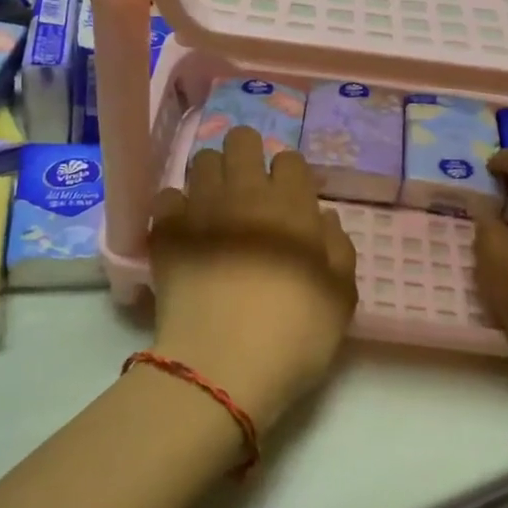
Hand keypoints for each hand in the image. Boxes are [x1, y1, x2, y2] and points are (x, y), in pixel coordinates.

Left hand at [148, 126, 358, 430]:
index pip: (290, 159)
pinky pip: (167, 196)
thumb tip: (324, 221)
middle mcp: (245, 193)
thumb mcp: (341, 298)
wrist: (223, 366)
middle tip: (250, 189)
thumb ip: (339, 250)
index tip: (290, 200)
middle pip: (241, 141)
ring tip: (216, 206)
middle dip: (247, 155)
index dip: (290, 176)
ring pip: (201, 160)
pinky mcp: (166, 231)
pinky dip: (177, 206)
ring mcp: (201, 208)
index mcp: (293, 205)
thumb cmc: (294, 335)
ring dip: (212, 176)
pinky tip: (186, 230)